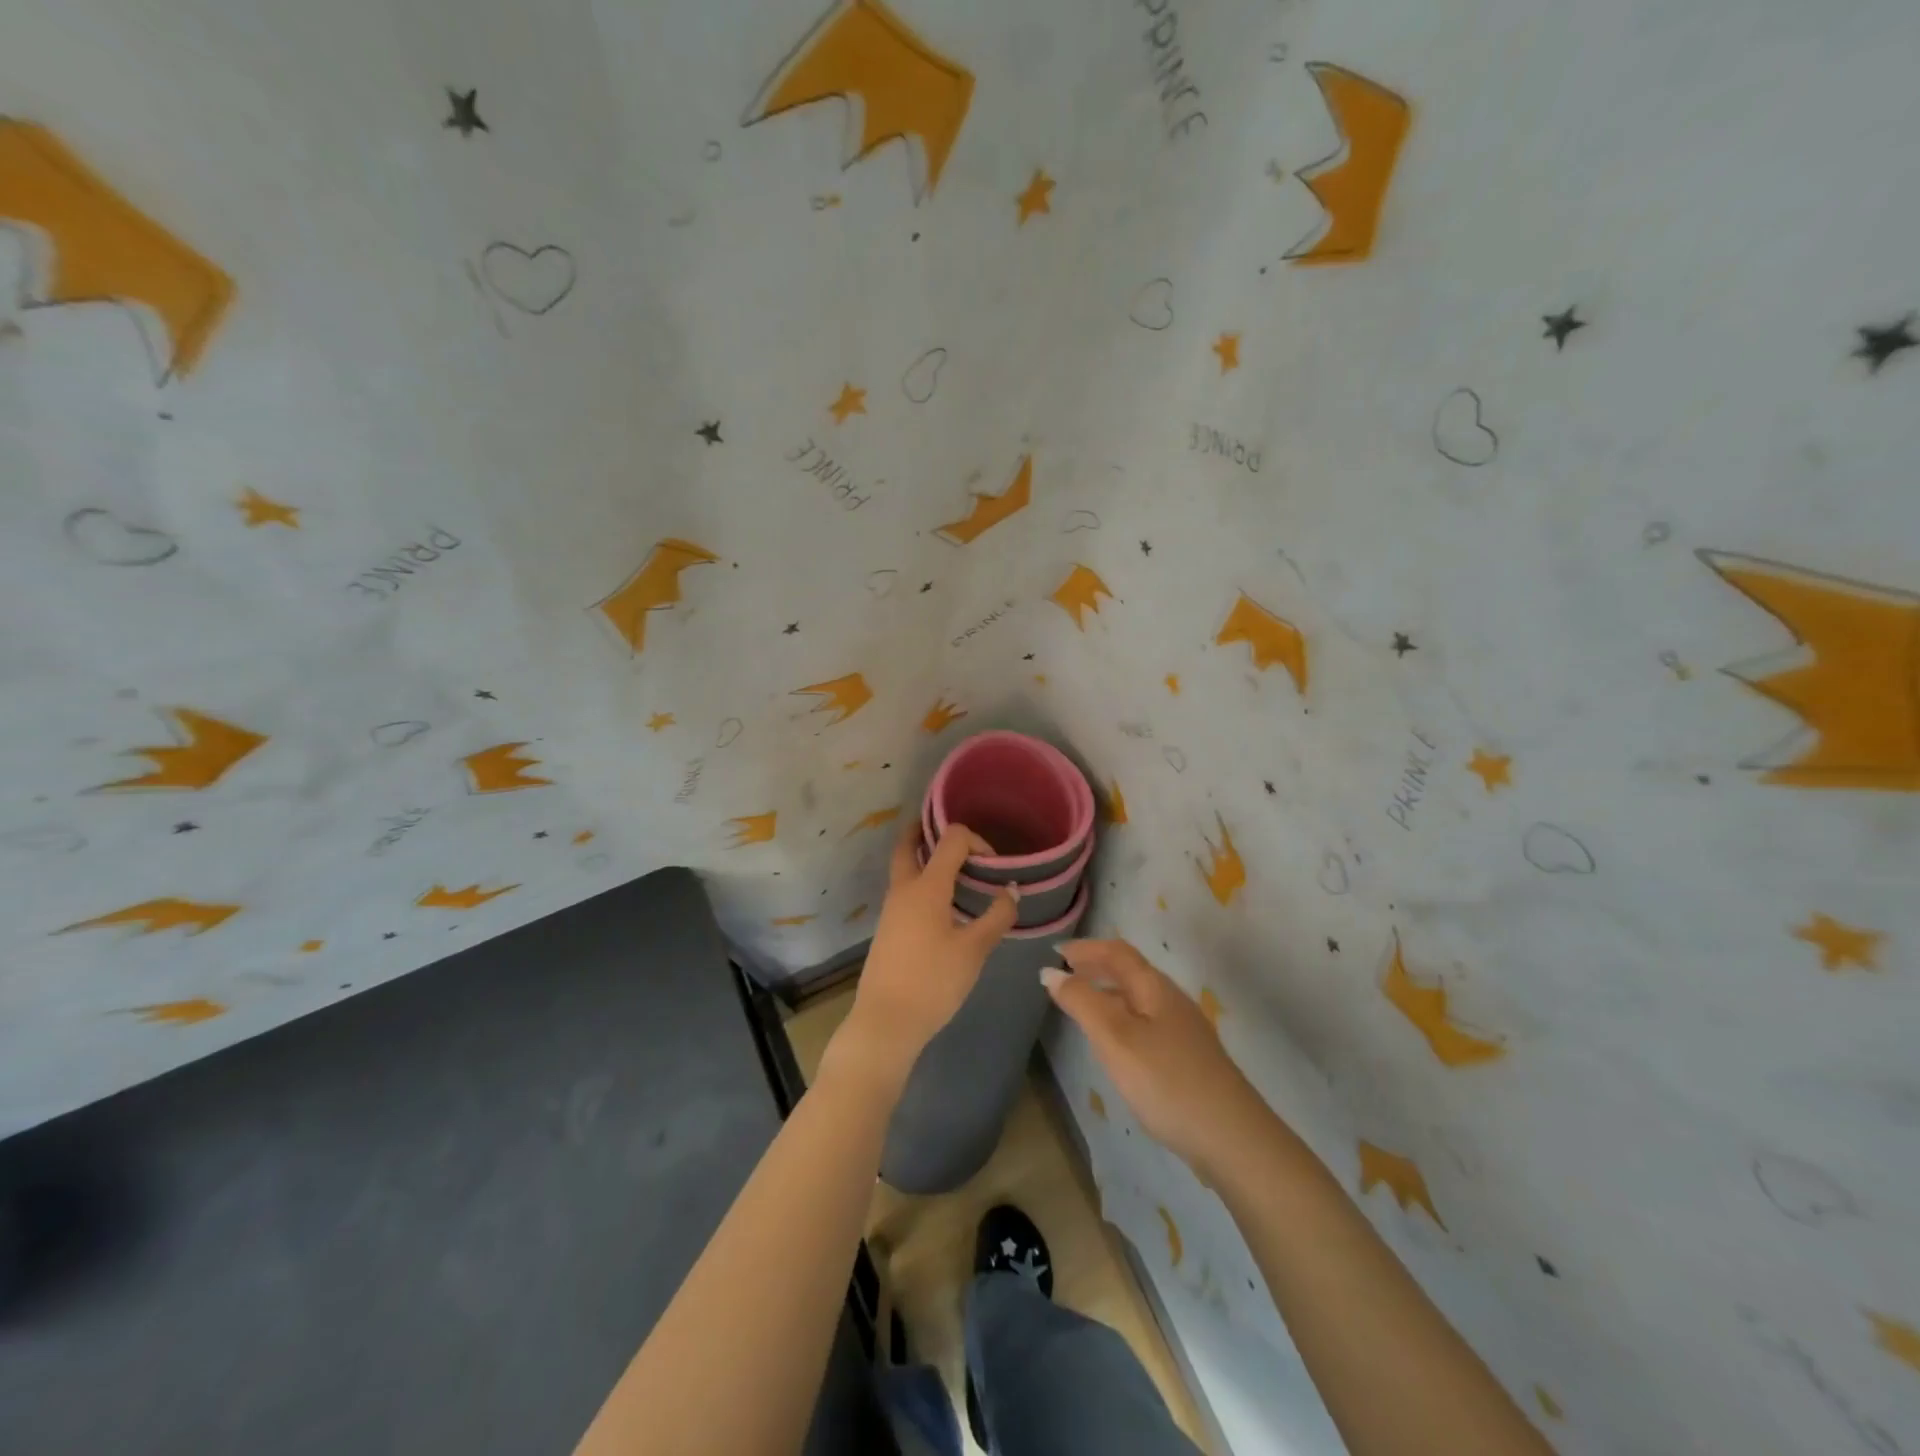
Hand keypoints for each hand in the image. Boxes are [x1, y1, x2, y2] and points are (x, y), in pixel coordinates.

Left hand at [825, 821, 1019, 1095]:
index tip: (995, 865)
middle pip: (908, 845)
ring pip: (904, 868)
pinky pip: (904, 891)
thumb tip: (1011, 891)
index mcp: (927, 886)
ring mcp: (891, 909)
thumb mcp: (974, 950)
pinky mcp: (887, 929)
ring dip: (925, 859)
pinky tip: (943, 905)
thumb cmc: (933, 981)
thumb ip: (996, 917)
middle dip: (927, 832)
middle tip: (955, 837)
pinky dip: (921, 882)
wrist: (886, 1021)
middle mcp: (904, 889)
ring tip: (957, 870)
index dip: (977, 841)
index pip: (951, 840)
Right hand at [1043, 939, 1271, 1175]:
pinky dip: (1122, 1019)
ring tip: (1082, 1006)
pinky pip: (1146, 1024)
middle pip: (1131, 972)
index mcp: (1155, 988)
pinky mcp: (1188, 1060)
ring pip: (1139, 1000)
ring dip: (1108, 993)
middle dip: (1097, 968)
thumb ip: (1081, 1002)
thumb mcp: (1114, 1038)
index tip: (1056, 952)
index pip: (1118, 952)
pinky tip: (1115, 1046)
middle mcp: (1172, 1001)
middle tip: (1065, 974)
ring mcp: (1184, 1032)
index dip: (1086, 948)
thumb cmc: (1166, 1080)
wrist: (1232, 1138)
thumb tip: (1051, 972)